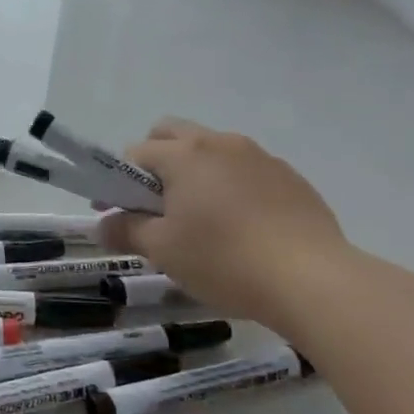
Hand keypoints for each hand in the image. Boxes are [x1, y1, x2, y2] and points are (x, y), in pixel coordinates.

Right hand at [98, 118, 348, 326]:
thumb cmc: (224, 260)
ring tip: (202, 218)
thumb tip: (102, 225)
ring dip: (196, 172)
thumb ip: (126, 231)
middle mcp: (221, 143)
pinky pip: (247, 170)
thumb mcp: (163, 251)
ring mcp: (260, 157)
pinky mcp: (290, 177)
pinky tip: (242, 227)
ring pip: (213, 150)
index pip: (136, 153)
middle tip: (158, 205)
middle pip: (173, 133)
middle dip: (156, 160)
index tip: (118, 213)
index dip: (119, 182)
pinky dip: (232, 186)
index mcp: (185, 154)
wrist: (312, 280)